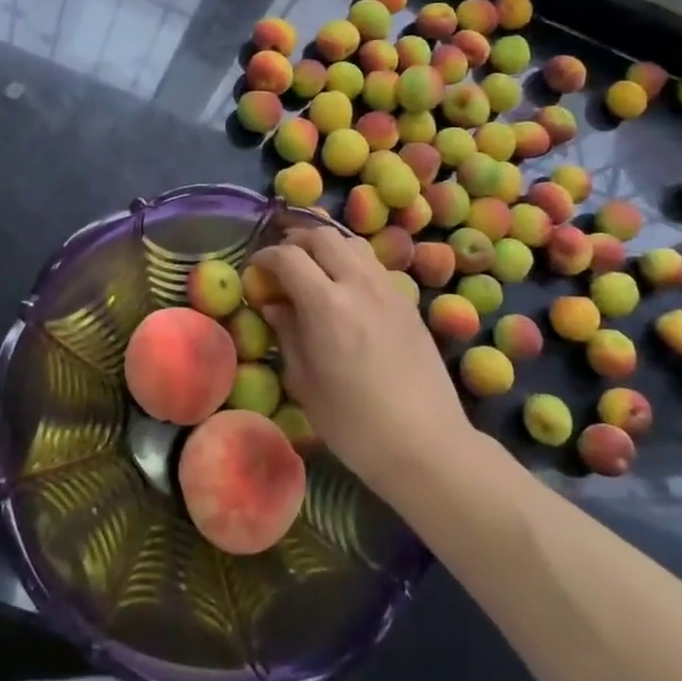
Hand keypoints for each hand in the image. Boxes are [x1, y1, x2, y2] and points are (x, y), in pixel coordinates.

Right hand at [249, 225, 469, 498]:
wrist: (426, 444)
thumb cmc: (354, 424)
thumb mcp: (306, 383)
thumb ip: (288, 335)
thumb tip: (275, 306)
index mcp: (326, 305)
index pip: (288, 256)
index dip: (266, 257)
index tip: (255, 270)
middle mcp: (358, 284)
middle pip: (322, 236)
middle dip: (295, 241)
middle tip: (282, 262)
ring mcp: (388, 289)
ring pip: (352, 243)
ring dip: (327, 246)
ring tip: (314, 269)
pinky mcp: (408, 301)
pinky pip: (373, 264)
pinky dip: (352, 262)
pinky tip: (346, 290)